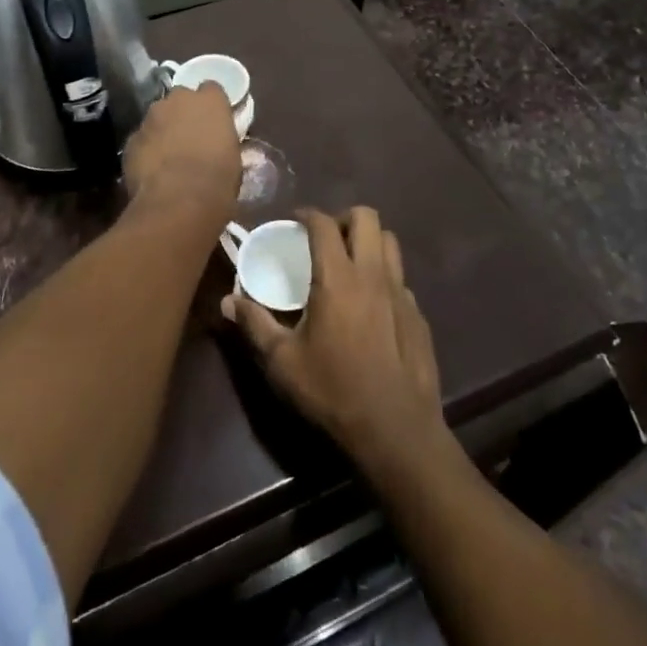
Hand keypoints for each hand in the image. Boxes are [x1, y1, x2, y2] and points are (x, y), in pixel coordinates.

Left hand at [122, 82, 240, 215]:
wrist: (178, 202)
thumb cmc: (217, 181)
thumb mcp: (233, 158)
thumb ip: (222, 141)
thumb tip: (217, 145)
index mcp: (210, 101)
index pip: (211, 89)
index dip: (212, 105)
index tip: (214, 121)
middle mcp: (178, 99)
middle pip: (180, 98)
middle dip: (184, 113)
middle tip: (190, 137)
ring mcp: (150, 117)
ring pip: (157, 117)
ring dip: (163, 130)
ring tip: (169, 156)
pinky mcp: (131, 139)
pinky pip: (142, 139)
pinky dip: (147, 149)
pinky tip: (152, 170)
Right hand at [221, 206, 449, 474]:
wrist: (396, 430)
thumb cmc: (333, 392)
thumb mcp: (282, 362)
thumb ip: (255, 324)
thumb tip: (227, 301)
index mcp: (338, 278)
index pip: (324, 224)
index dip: (308, 215)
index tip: (295, 221)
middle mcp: (373, 274)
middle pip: (367, 217)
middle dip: (343, 218)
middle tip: (325, 239)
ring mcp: (401, 293)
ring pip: (390, 242)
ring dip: (368, 241)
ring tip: (349, 262)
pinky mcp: (418, 315)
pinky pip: (401, 278)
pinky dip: (383, 276)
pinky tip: (371, 305)